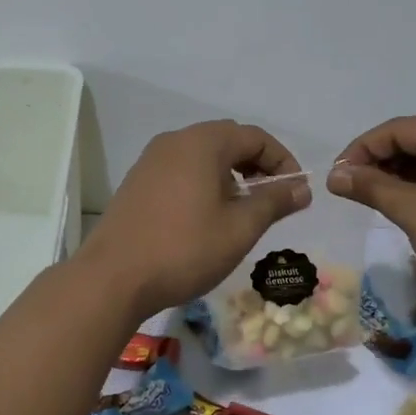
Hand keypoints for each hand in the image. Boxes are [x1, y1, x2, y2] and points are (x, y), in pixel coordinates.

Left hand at [79, 121, 307, 316]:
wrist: (113, 277)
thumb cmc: (185, 249)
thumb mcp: (240, 228)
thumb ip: (274, 202)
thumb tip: (302, 188)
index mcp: (202, 142)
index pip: (255, 137)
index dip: (283, 161)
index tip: (297, 192)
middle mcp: (175, 141)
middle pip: (227, 141)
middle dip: (256, 166)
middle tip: (272, 200)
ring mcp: (151, 160)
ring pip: (202, 156)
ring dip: (230, 175)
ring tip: (241, 212)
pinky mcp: (137, 182)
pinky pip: (181, 170)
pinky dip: (203, 183)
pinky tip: (206, 217)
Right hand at [328, 115, 415, 320]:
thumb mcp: (414, 212)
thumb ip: (371, 187)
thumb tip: (335, 174)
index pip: (396, 129)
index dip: (360, 151)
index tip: (337, 179)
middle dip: (381, 164)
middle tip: (354, 193)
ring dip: (402, 178)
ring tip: (378, 203)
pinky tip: (413, 210)